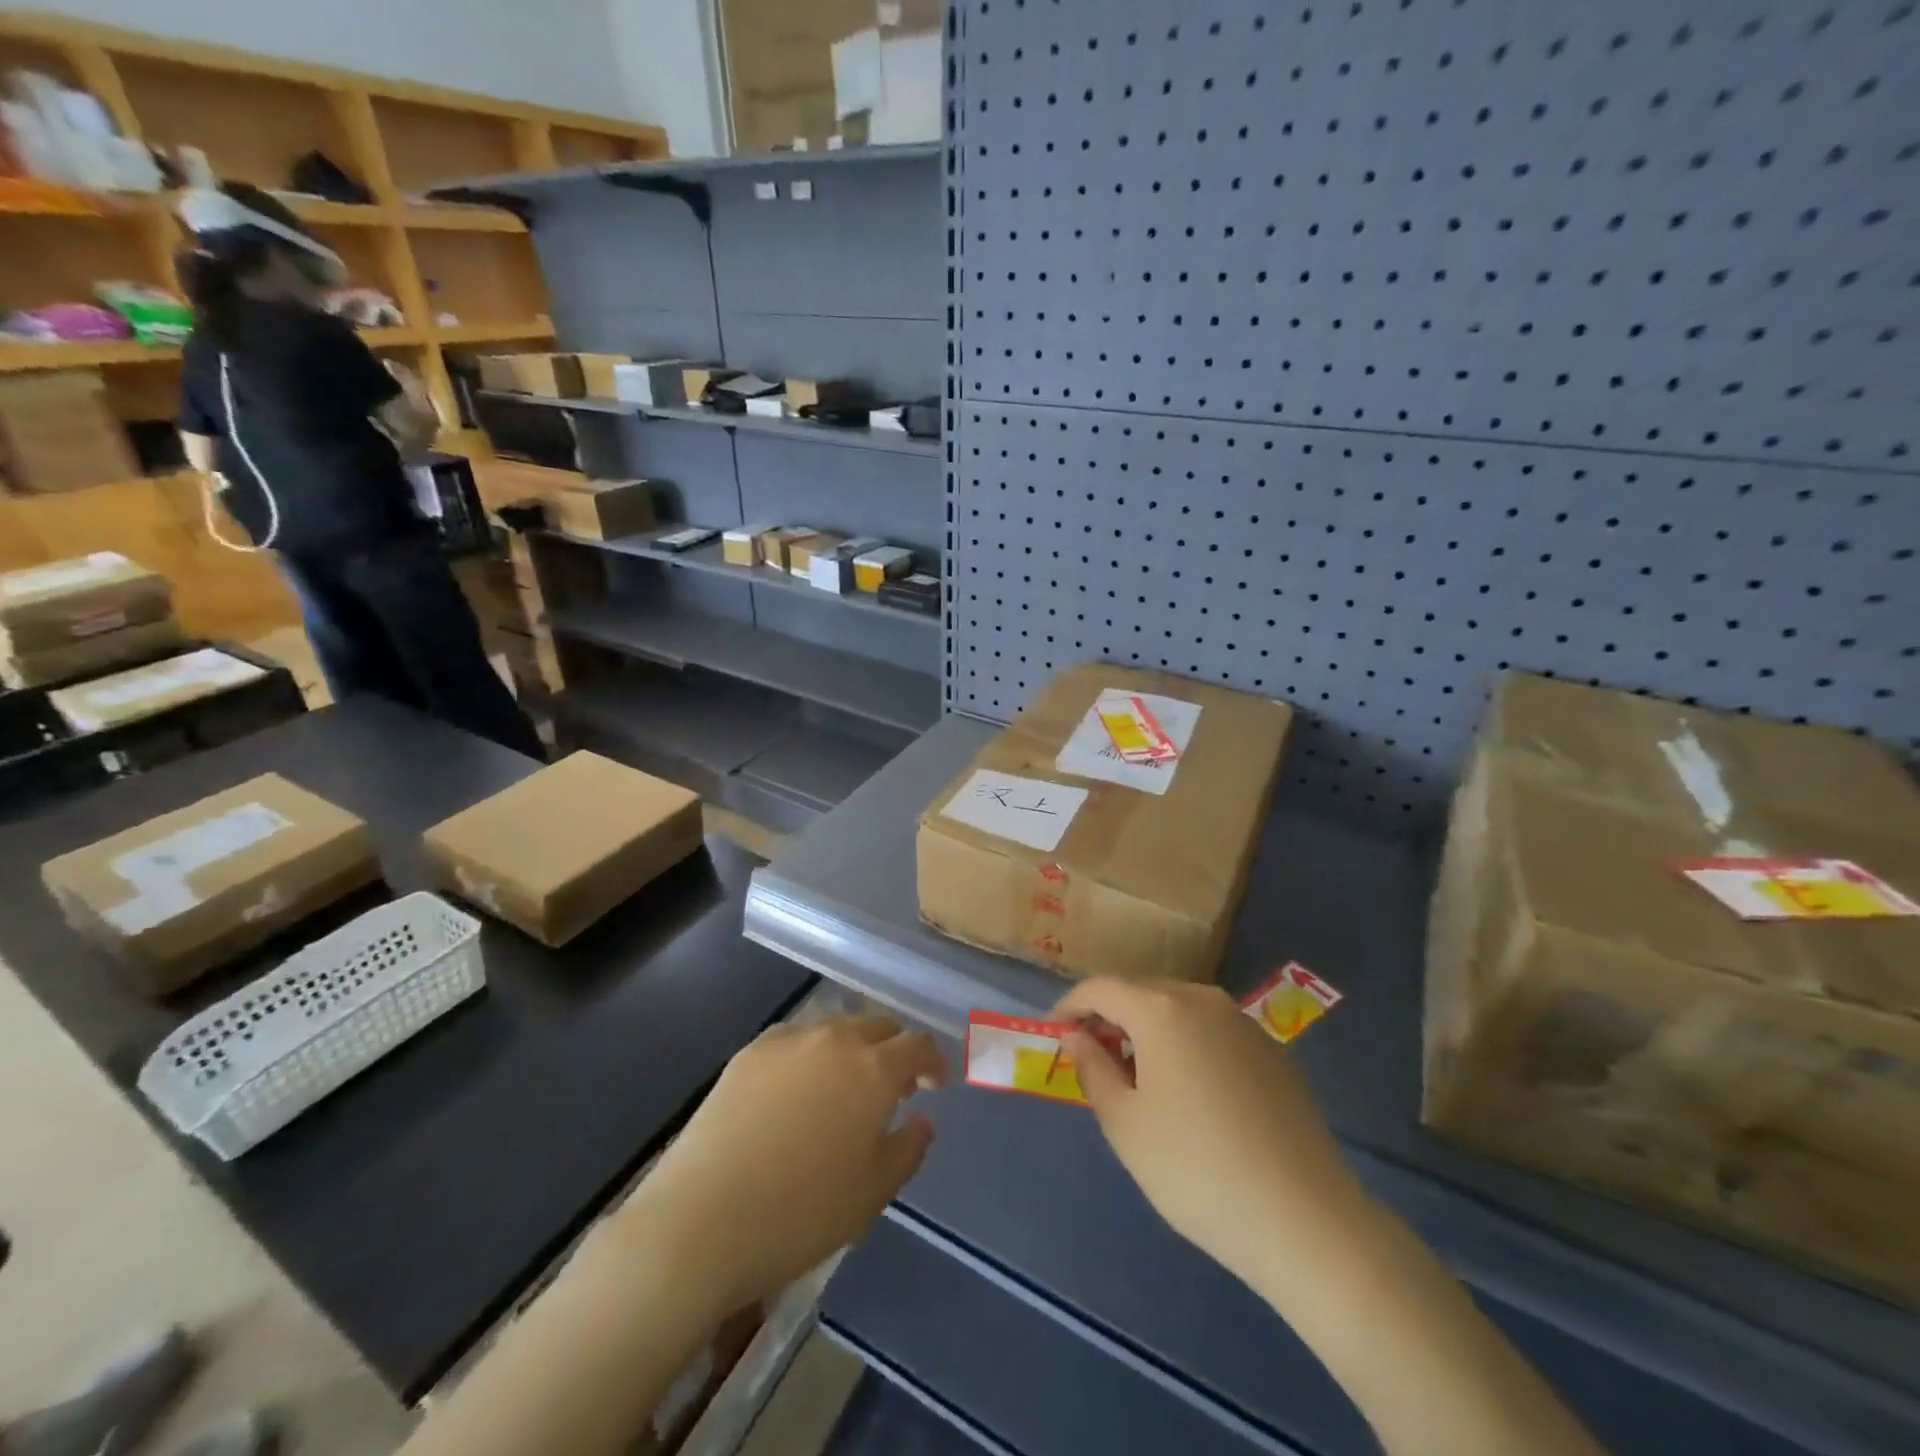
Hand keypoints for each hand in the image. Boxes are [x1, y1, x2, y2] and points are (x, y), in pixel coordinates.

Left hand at [615, 1015, 946, 1316]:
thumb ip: (908, 1149)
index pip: (918, 1045)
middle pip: (878, 1026)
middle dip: (893, 1050)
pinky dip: (810, 1054)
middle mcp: (835, 1040)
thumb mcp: (871, 1194)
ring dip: (852, 1048)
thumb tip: (922, 1119)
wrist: (700, 1221)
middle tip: (891, 1087)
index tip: (934, 1084)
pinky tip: (796, 1089)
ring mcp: (788, 1042)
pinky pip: (795, 1039)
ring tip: (843, 1086)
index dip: (932, 1062)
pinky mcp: (749, 1052)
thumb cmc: (800, 1215)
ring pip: (835, 1028)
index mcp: (873, 1070)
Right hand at [1055, 979, 1372, 1298]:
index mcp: (1162, 1009)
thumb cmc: (1196, 1170)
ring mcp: (1243, 1023)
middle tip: (1091, 1056)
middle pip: (1142, 991)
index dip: (1071, 1005)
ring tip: (1137, 1075)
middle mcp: (1203, 999)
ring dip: (1148, 1029)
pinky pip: (1212, 1031)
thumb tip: (1077, 1036)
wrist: (1306, 1220)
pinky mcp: (1272, 1052)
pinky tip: (1190, 1092)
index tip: (1053, 1033)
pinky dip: (1185, 1043)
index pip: (1101, 987)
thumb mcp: (1125, 1124)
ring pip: (1179, 1009)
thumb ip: (1093, 1068)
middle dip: (1110, 1016)